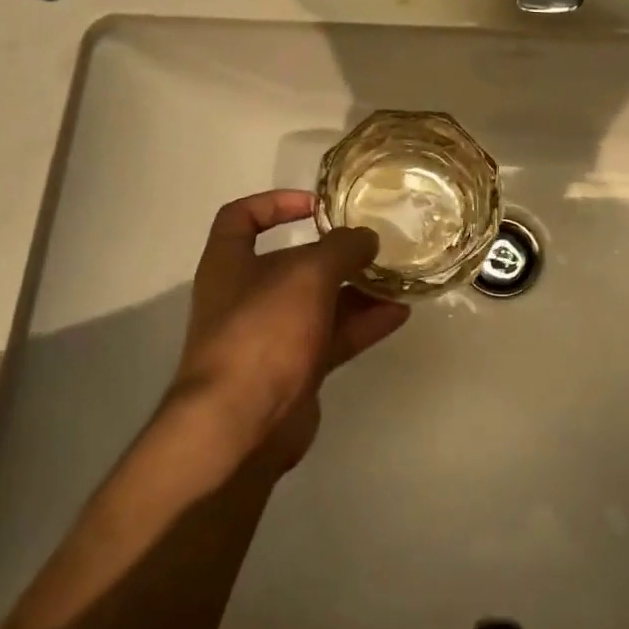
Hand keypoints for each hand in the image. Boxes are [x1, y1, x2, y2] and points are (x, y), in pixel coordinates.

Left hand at [163, 190, 410, 472]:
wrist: (240, 424)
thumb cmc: (263, 331)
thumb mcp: (307, 275)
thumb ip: (341, 249)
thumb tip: (365, 238)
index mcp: (230, 263)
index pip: (241, 217)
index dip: (276, 203)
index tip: (318, 205)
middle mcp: (247, 296)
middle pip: (292, 263)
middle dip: (334, 254)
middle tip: (374, 245)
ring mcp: (271, 336)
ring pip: (319, 303)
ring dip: (357, 290)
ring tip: (397, 278)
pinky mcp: (294, 370)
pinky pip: (333, 337)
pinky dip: (363, 324)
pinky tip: (398, 314)